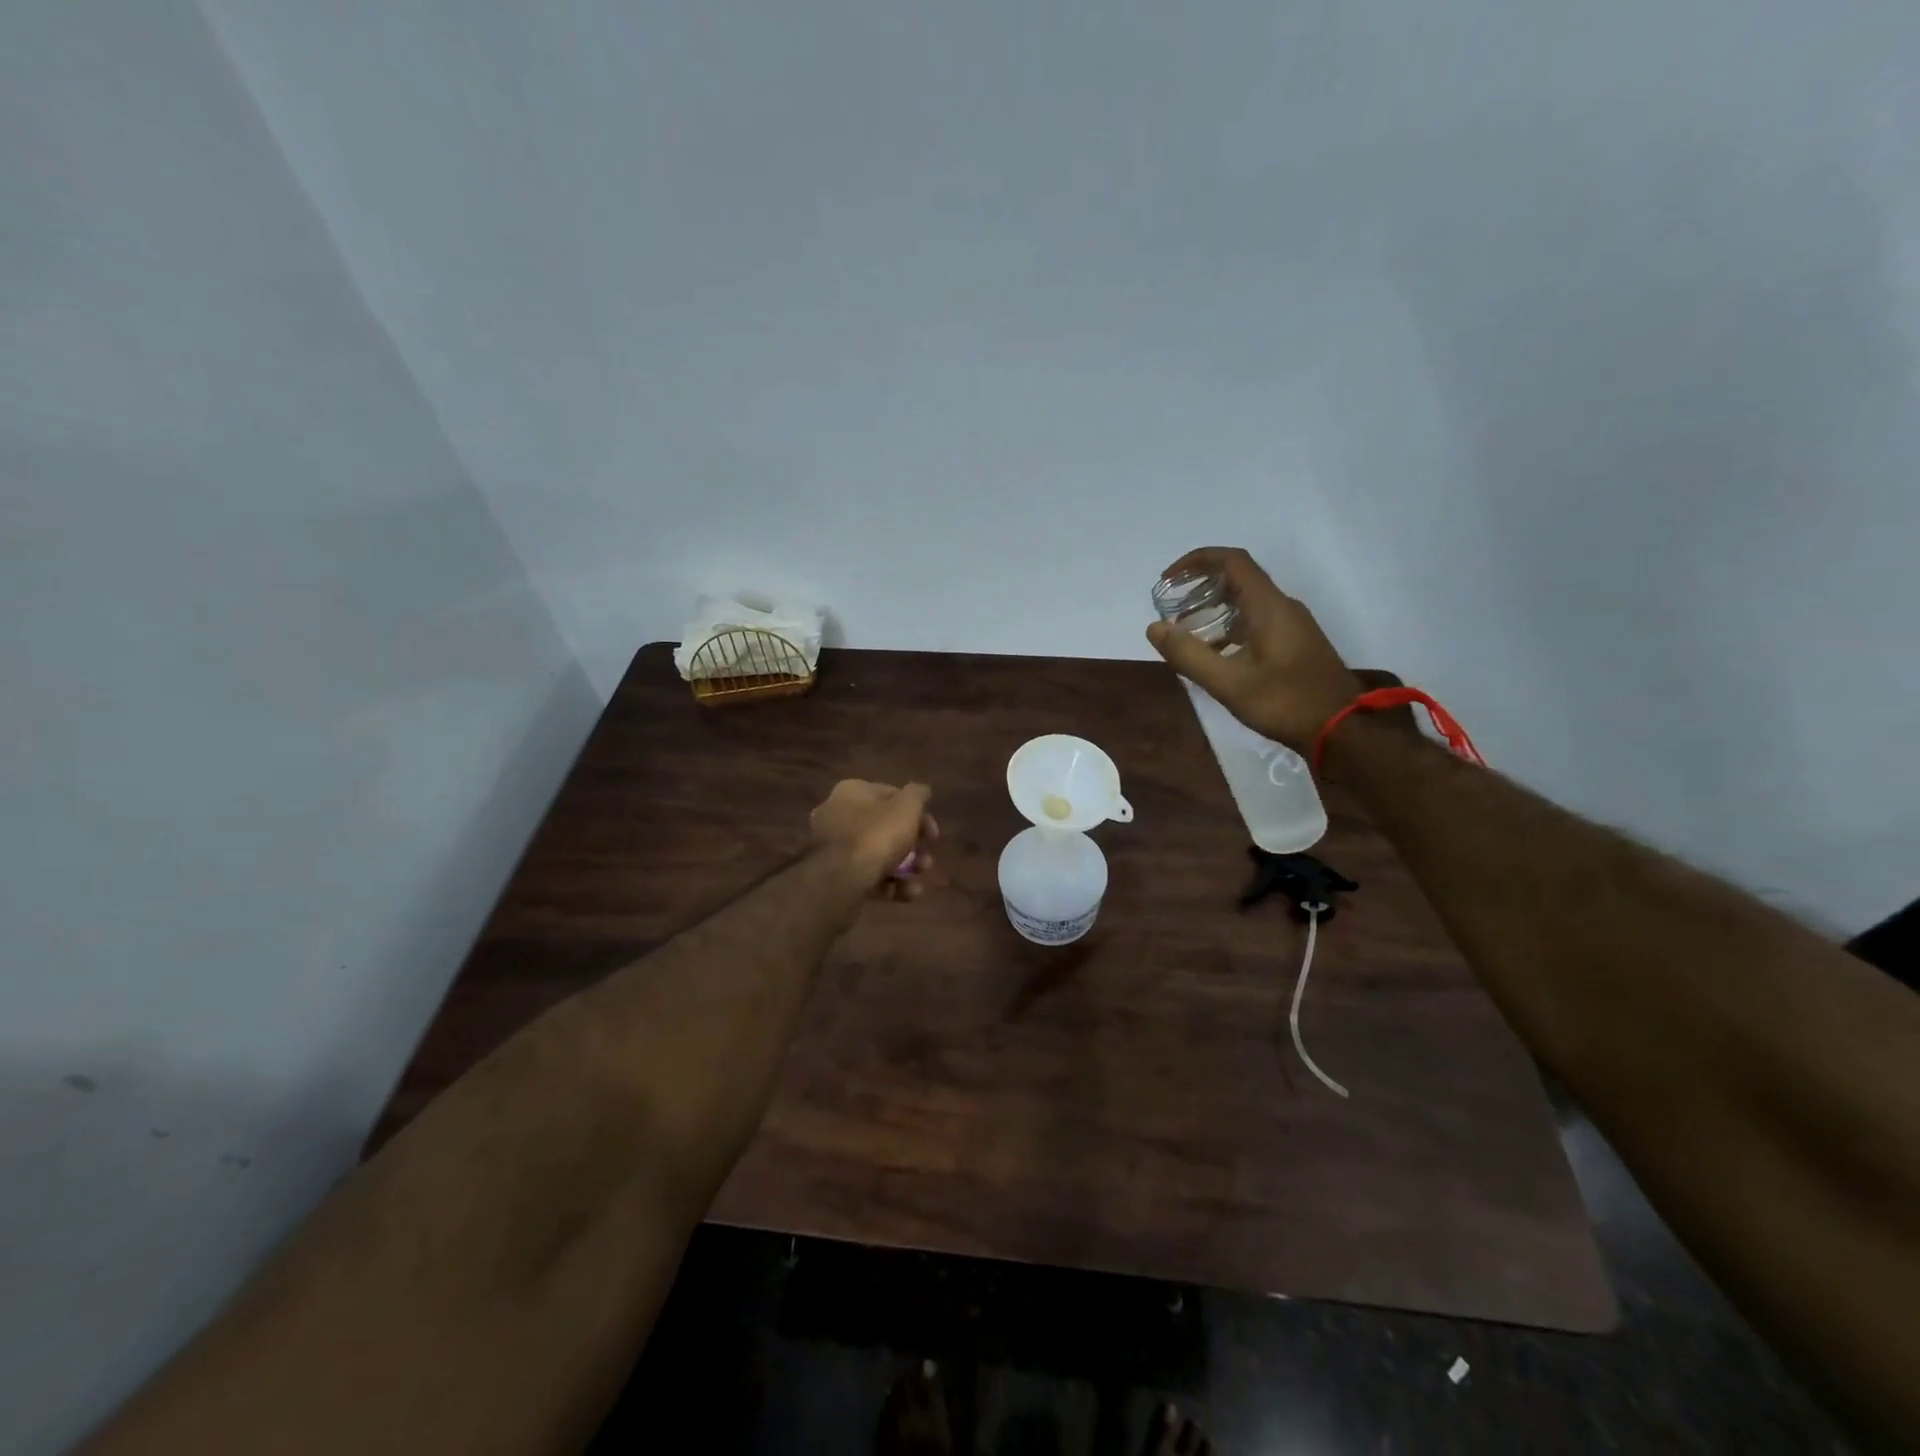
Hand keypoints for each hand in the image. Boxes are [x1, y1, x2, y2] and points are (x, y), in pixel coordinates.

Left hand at [809, 780, 938, 899]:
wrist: (838, 881)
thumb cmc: (875, 836)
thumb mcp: (906, 808)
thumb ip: (917, 795)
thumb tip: (922, 791)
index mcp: (852, 792)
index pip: (892, 796)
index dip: (918, 814)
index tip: (932, 835)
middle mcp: (838, 815)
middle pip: (886, 828)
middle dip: (913, 846)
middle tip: (927, 860)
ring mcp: (834, 848)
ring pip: (878, 854)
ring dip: (905, 868)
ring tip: (918, 880)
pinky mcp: (834, 876)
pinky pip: (867, 876)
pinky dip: (889, 885)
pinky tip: (907, 894)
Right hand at [1146, 547, 1363, 753]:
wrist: (1341, 730)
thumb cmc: (1284, 703)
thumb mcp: (1228, 683)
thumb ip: (1189, 654)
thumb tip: (1154, 627)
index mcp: (1269, 606)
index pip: (1232, 561)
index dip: (1197, 561)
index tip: (1168, 580)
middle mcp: (1282, 607)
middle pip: (1239, 578)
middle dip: (1201, 586)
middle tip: (1172, 608)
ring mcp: (1292, 625)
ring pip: (1247, 602)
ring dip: (1214, 608)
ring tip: (1186, 632)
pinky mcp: (1295, 643)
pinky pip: (1256, 621)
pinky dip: (1229, 626)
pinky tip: (1214, 653)